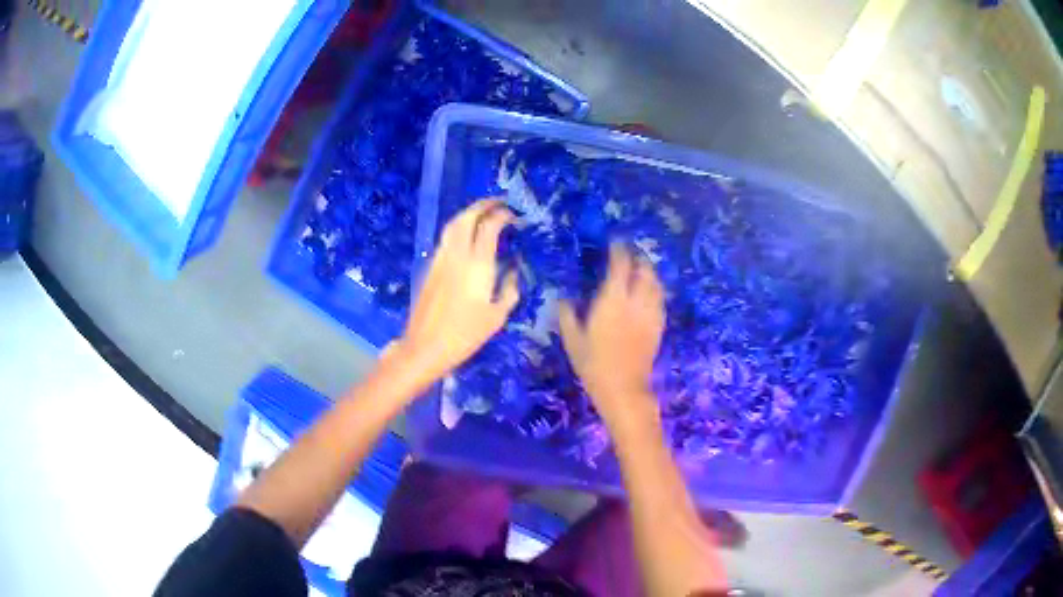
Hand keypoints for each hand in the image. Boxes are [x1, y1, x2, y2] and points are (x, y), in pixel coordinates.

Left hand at [398, 199, 519, 384]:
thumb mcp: (497, 316)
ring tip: (483, 213)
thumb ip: (510, 289)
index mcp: (478, 265)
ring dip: (468, 213)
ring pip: (453, 224)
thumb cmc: (466, 335)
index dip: (503, 216)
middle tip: (498, 202)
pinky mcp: (430, 266)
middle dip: (483, 205)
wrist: (425, 346)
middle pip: (467, 217)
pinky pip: (446, 238)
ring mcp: (440, 258)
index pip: (490, 226)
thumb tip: (514, 269)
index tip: (514, 216)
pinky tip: (466, 236)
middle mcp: (457, 254)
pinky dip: (458, 227)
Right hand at [559, 243, 664, 426]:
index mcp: (613, 299)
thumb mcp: (572, 339)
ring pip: (655, 282)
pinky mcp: (658, 325)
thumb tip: (564, 298)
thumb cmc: (593, 363)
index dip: (618, 250)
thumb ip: (567, 314)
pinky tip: (650, 291)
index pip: (620, 264)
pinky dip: (656, 289)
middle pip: (643, 269)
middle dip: (637, 257)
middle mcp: (635, 300)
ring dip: (649, 271)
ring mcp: (650, 312)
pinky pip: (660, 299)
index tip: (614, 243)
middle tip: (629, 253)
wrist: (623, 388)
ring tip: (641, 268)